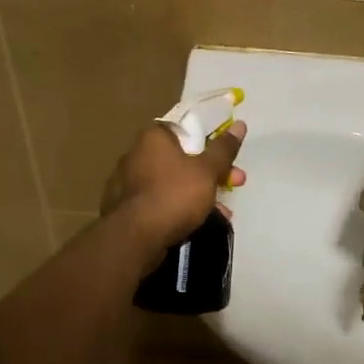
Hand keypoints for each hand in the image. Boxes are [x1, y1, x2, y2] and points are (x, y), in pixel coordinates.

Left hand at [101, 120, 247, 247]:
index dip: (211, 142)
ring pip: (172, 182)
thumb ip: (223, 149)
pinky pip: (159, 202)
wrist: (135, 238)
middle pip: (181, 158)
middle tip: (235, 183)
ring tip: (222, 213)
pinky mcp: (124, 208)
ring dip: (198, 194)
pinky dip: (178, 209)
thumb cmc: (174, 194)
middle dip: (211, 172)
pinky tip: (197, 224)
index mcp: (153, 137)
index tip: (228, 158)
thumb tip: (239, 125)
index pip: (185, 129)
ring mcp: (127, 182)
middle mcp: (135, 154)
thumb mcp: (207, 170)